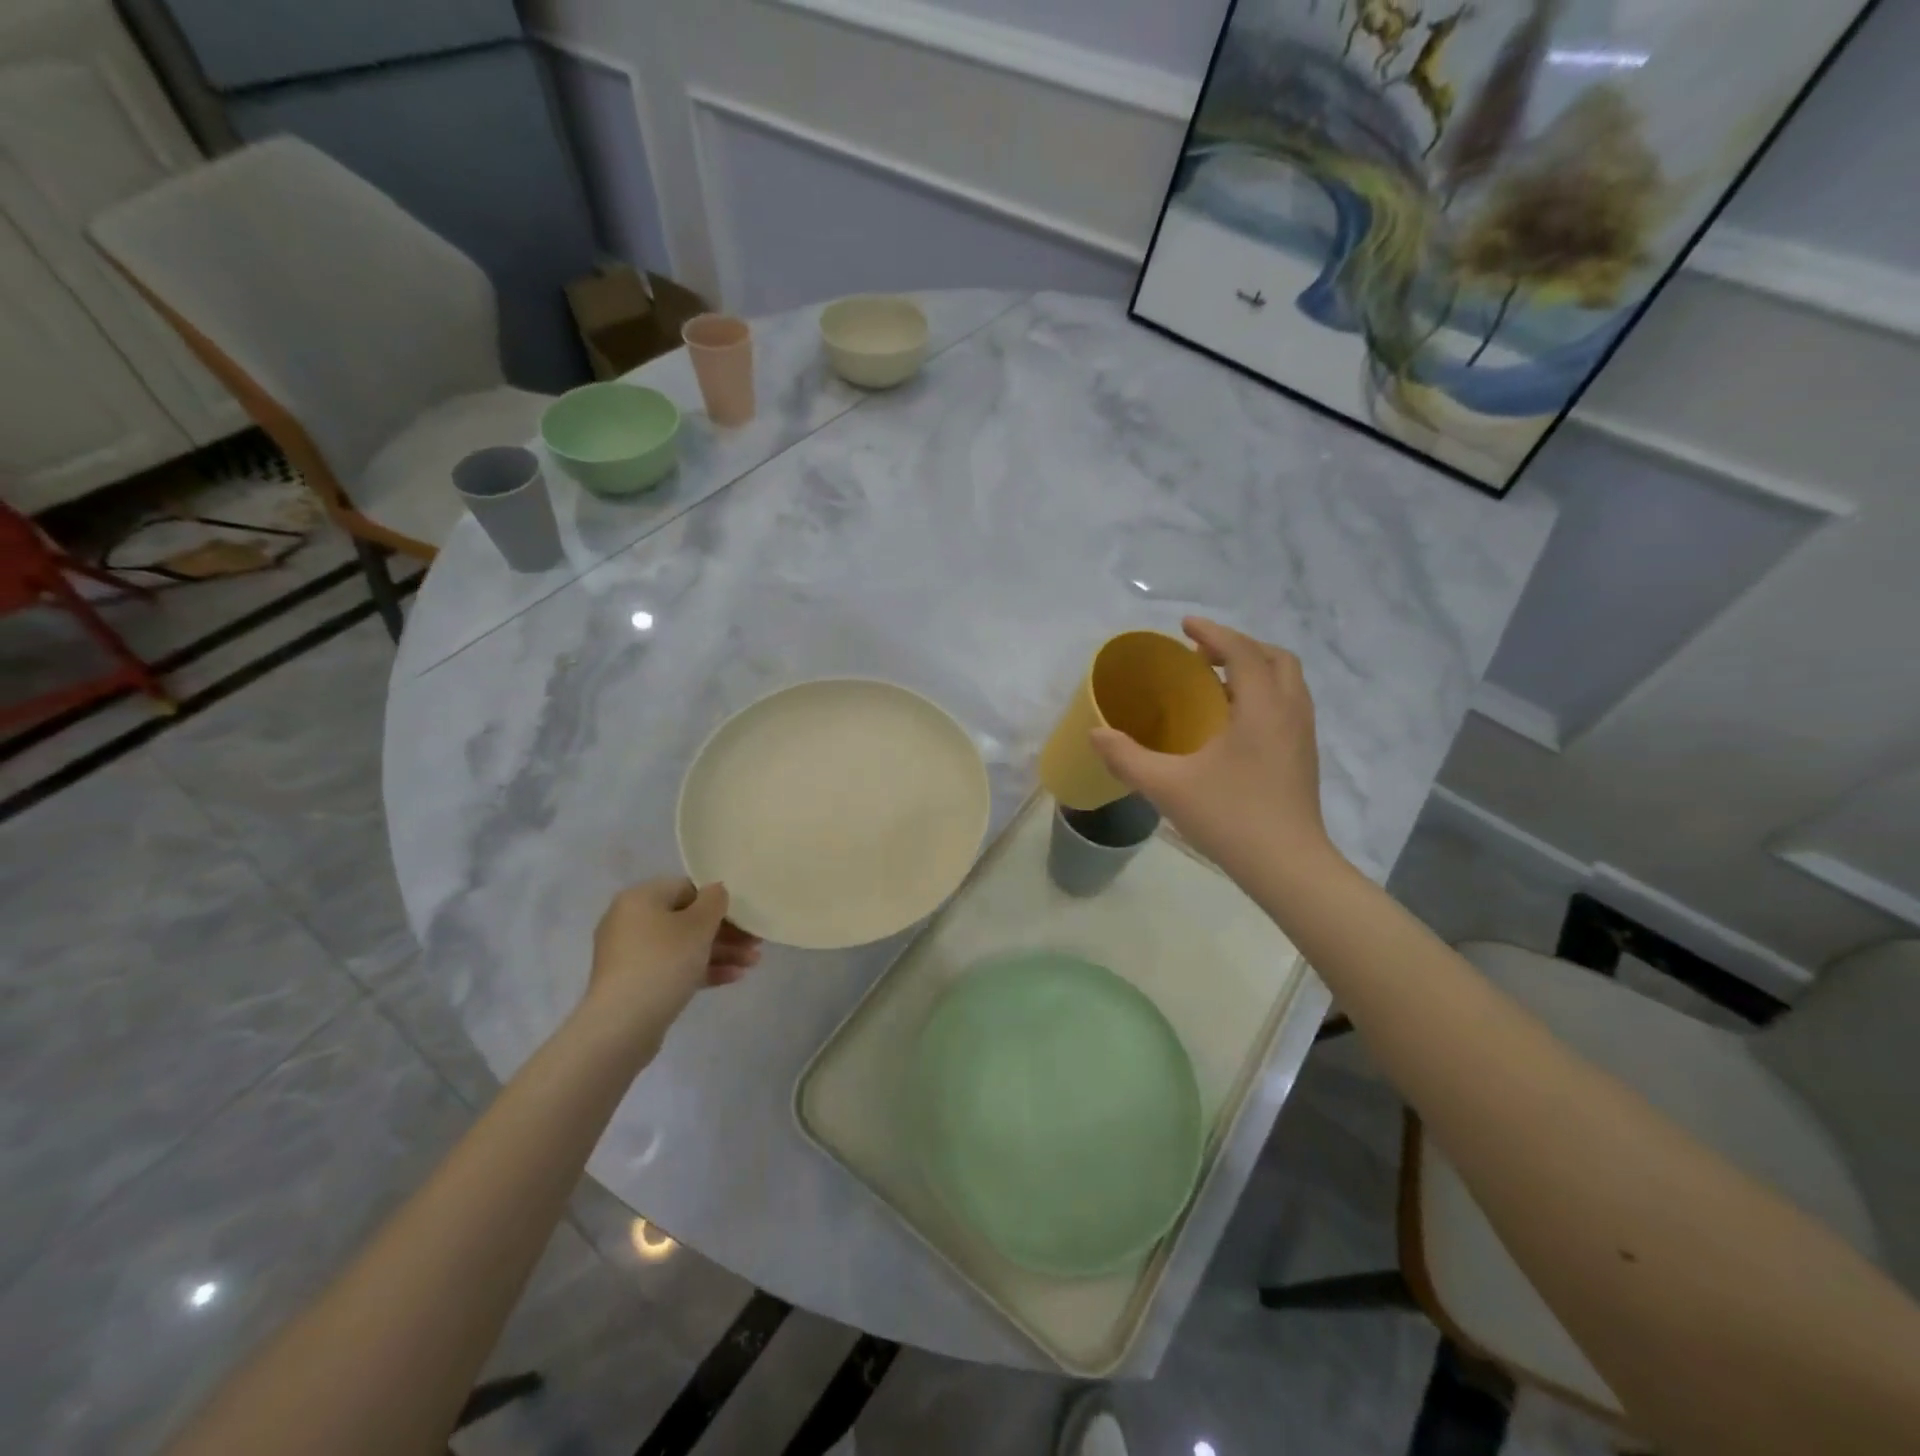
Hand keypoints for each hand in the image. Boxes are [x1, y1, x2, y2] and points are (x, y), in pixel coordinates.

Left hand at [586, 878, 761, 1035]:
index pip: (687, 888)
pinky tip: (734, 977)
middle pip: (687, 919)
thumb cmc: (663, 961)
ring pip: (683, 946)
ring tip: (752, 963)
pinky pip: (673, 968)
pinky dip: (701, 970)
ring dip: (720, 952)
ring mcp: (631, 955)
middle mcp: (631, 921)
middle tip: (755, 942)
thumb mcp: (698, 925)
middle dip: (725, 932)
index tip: (745, 916)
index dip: (719, 901)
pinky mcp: (634, 983)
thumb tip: (716, 891)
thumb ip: (714, 901)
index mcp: (641, 898)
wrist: (622, 1024)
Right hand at [1091, 618, 1333, 877]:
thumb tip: (1095, 733)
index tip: (1185, 624)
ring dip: (1254, 670)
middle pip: (1275, 658)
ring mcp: (1303, 735)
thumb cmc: (1230, 817)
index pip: (1241, 652)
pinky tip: (1233, 724)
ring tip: (1215, 684)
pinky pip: (1287, 706)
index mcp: (1261, 708)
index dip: (1213, 632)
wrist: (1288, 867)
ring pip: (1286, 683)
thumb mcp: (1168, 786)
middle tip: (1202, 655)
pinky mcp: (1304, 757)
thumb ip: (1127, 757)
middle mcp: (1290, 712)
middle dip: (1239, 647)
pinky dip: (1262, 696)